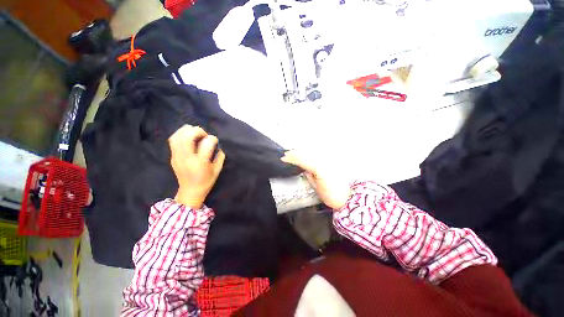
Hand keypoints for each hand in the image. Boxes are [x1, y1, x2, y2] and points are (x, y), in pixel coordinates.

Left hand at [169, 125, 225, 208]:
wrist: (190, 192)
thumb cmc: (206, 181)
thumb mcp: (217, 170)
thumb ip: (220, 156)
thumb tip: (218, 146)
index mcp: (200, 162)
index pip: (206, 143)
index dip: (213, 139)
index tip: (215, 141)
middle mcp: (187, 157)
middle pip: (188, 136)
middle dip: (198, 131)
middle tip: (204, 135)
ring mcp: (177, 156)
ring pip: (177, 136)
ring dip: (187, 130)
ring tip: (195, 133)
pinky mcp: (172, 156)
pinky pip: (173, 140)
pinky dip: (180, 134)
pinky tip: (187, 136)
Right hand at [281, 150, 350, 209]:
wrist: (347, 197)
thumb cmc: (331, 196)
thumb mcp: (317, 188)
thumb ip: (309, 176)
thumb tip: (304, 169)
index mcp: (318, 168)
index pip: (302, 161)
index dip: (292, 159)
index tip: (283, 158)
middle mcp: (323, 161)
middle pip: (307, 154)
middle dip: (295, 153)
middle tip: (286, 154)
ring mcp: (328, 161)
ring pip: (312, 153)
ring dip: (302, 152)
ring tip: (293, 152)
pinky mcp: (331, 162)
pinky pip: (318, 155)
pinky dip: (310, 154)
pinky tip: (305, 154)